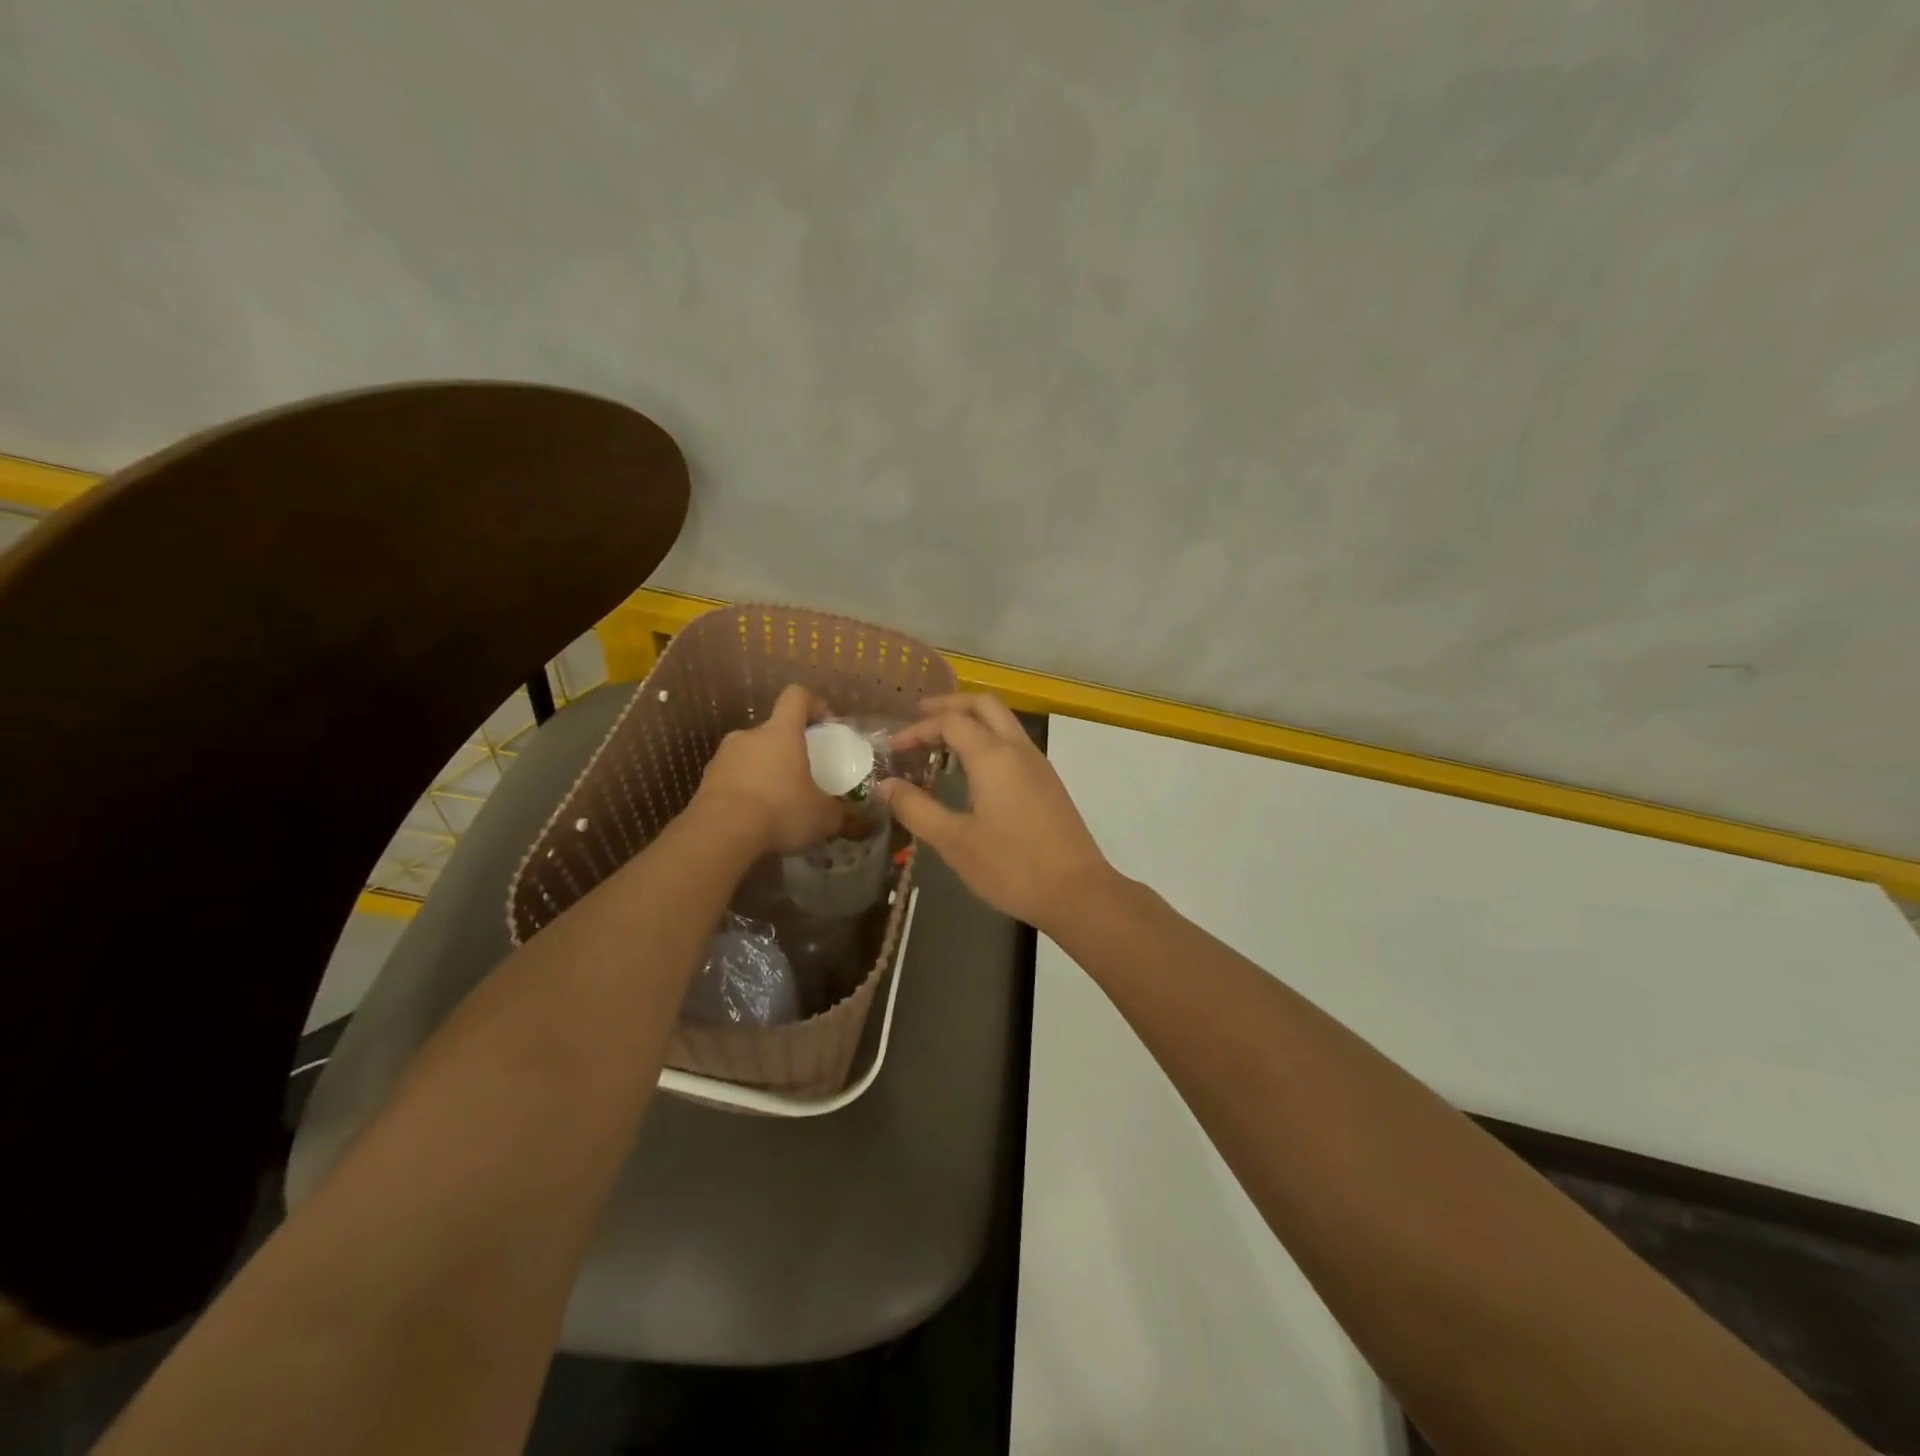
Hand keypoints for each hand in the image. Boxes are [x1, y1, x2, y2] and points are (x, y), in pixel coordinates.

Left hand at [694, 684, 842, 854]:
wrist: (719, 834)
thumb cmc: (780, 810)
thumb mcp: (823, 818)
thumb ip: (845, 817)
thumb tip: (867, 825)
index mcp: (781, 732)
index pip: (796, 696)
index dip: (813, 704)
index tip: (826, 725)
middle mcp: (749, 736)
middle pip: (773, 730)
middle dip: (789, 749)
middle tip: (803, 776)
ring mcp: (723, 757)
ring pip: (751, 755)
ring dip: (765, 771)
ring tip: (778, 802)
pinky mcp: (705, 781)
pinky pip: (732, 778)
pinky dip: (745, 791)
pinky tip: (754, 817)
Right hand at [881, 694, 1115, 931]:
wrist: (1077, 891)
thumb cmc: (1011, 866)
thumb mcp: (954, 841)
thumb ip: (916, 808)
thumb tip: (885, 785)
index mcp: (993, 756)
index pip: (951, 721)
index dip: (918, 729)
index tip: (894, 749)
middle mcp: (1018, 749)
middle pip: (984, 704)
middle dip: (949, 705)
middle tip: (919, 718)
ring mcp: (1038, 764)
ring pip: (1003, 721)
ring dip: (971, 720)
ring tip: (941, 742)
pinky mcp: (1048, 783)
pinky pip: (1014, 742)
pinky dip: (988, 739)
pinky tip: (972, 769)